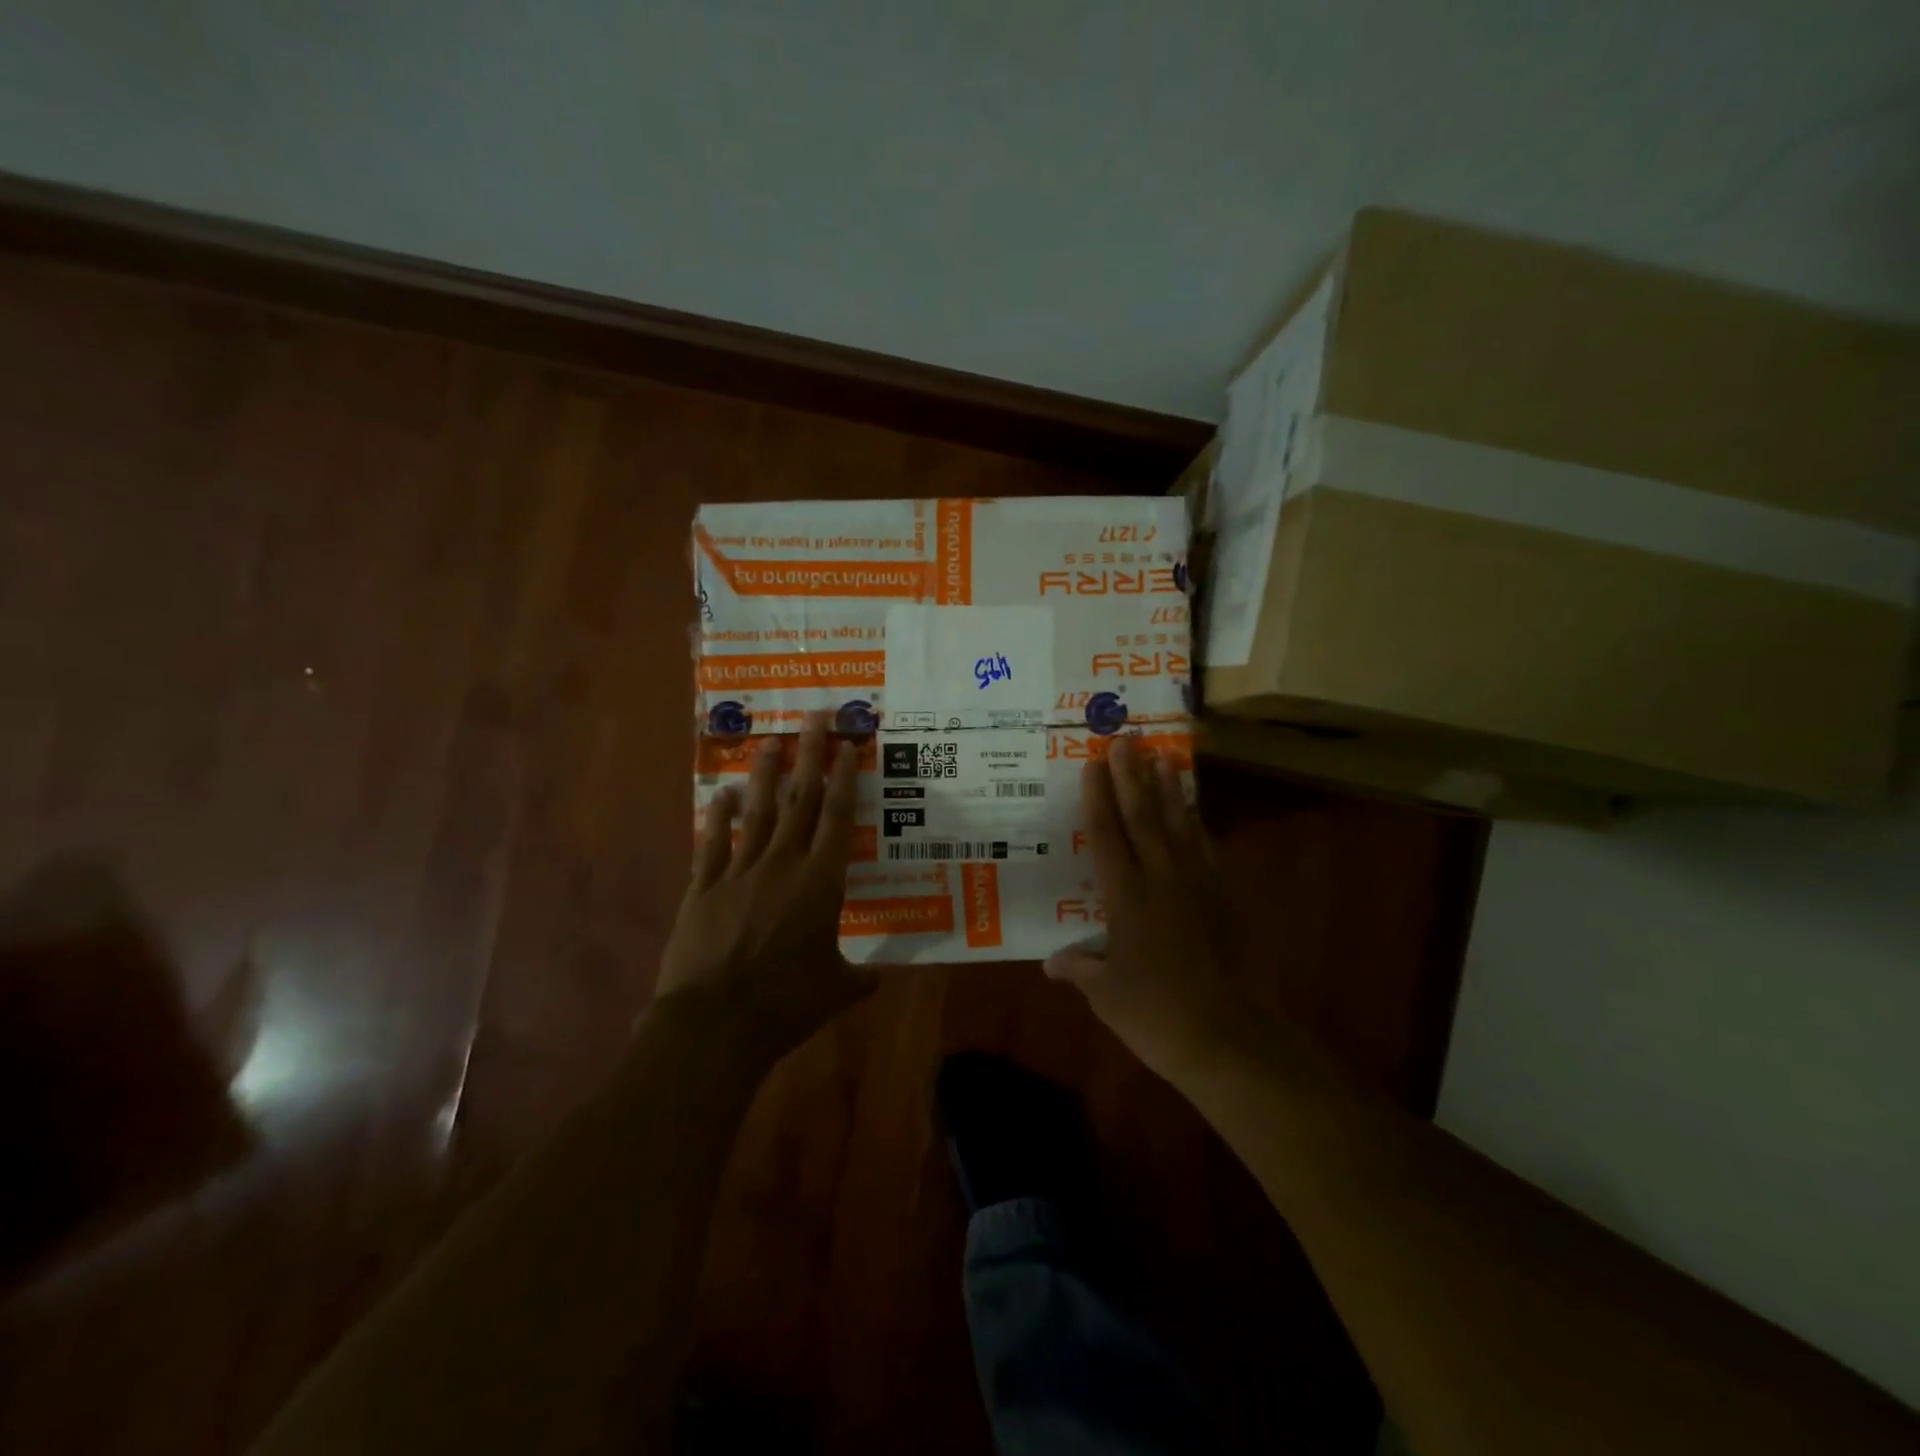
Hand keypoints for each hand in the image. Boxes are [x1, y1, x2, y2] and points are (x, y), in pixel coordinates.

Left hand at [656, 713, 875, 1069]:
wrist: (715, 1023)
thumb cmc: (787, 1004)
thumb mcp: (837, 991)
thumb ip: (859, 977)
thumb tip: (876, 978)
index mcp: (821, 882)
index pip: (838, 818)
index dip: (845, 778)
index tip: (848, 745)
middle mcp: (783, 864)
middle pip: (800, 799)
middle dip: (810, 754)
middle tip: (813, 716)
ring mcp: (739, 872)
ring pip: (757, 811)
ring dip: (765, 774)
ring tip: (770, 741)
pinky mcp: (704, 888)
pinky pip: (714, 843)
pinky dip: (718, 817)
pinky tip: (720, 795)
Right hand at [1044, 736, 1249, 1083]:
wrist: (1229, 1038)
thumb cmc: (1156, 1015)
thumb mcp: (1106, 994)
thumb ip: (1080, 969)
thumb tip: (1051, 963)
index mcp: (1126, 897)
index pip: (1106, 836)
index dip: (1098, 797)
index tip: (1094, 762)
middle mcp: (1161, 880)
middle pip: (1143, 818)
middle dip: (1132, 777)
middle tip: (1127, 739)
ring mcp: (1198, 887)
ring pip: (1179, 826)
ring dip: (1169, 790)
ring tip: (1164, 757)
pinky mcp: (1225, 901)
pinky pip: (1207, 852)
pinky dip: (1198, 827)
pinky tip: (1194, 813)